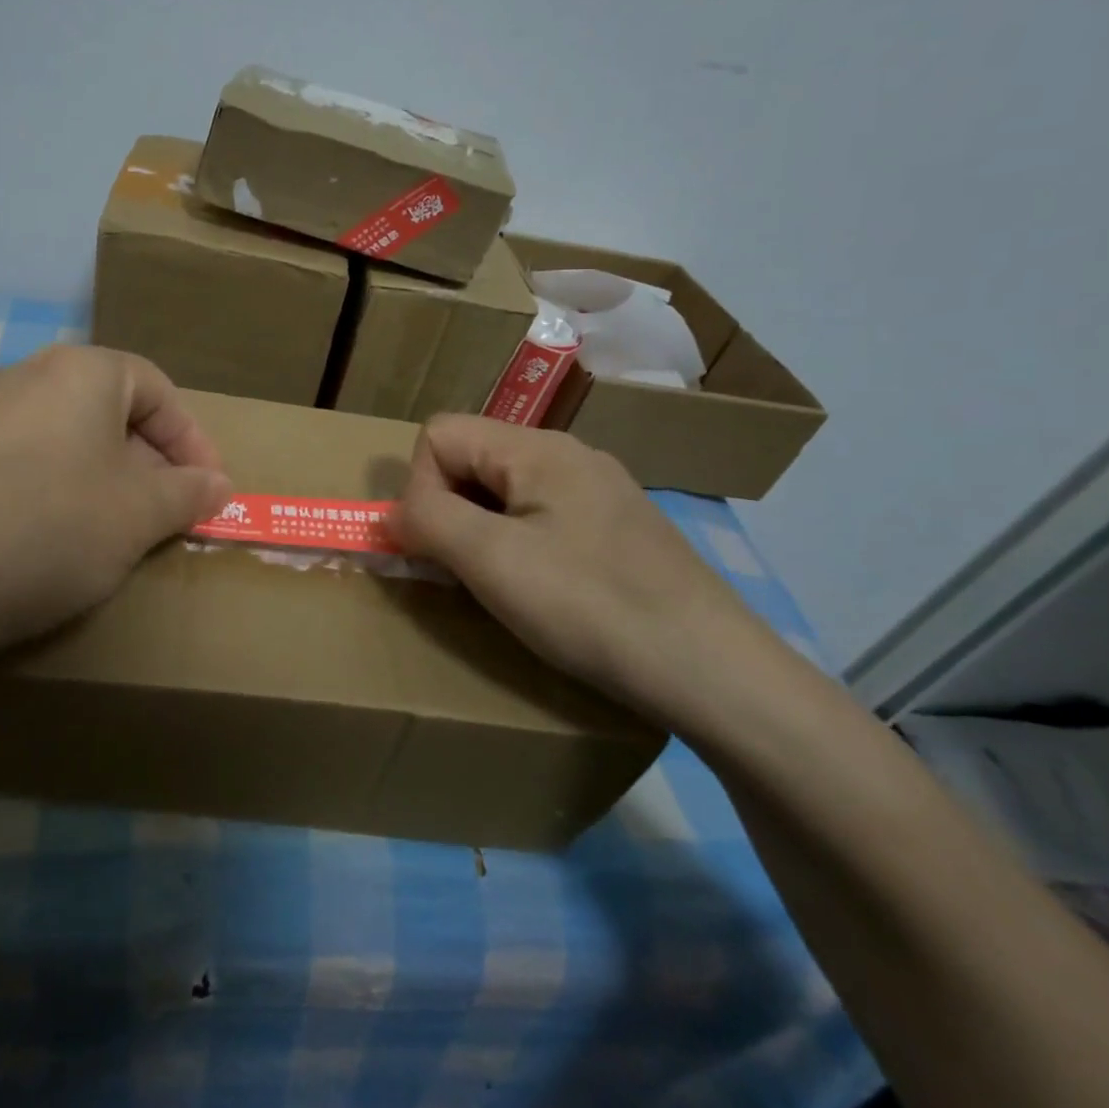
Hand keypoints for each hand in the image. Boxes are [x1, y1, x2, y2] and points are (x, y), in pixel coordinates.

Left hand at [0, 346, 230, 681]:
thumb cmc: (49, 528)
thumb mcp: (138, 515)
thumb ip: (188, 493)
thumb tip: (217, 484)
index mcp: (80, 371)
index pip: (157, 389)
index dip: (192, 440)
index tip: (209, 490)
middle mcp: (24, 376)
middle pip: (108, 411)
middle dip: (148, 463)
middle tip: (163, 514)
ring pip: (63, 438)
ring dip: (100, 479)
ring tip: (110, 532)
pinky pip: (19, 462)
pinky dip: (50, 491)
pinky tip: (45, 539)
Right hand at [387, 415, 790, 732]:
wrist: (715, 673)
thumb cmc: (592, 607)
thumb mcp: (492, 561)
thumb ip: (428, 520)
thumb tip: (393, 511)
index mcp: (537, 449)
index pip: (440, 434)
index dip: (421, 485)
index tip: (439, 544)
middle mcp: (569, 455)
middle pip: (473, 458)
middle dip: (450, 509)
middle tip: (463, 568)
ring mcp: (599, 492)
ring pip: (505, 490)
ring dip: (482, 530)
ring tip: (499, 584)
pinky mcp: (617, 530)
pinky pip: (541, 517)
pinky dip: (519, 545)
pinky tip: (543, 590)